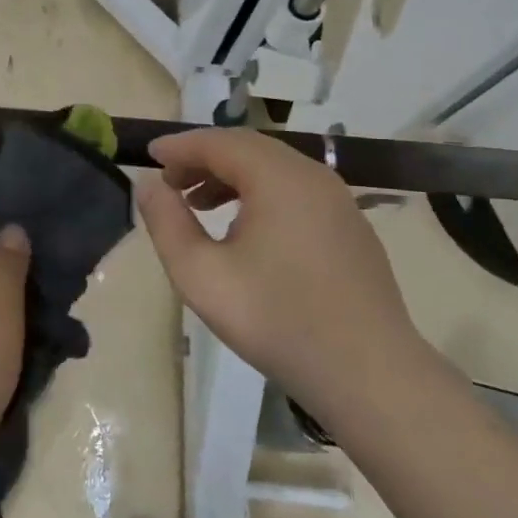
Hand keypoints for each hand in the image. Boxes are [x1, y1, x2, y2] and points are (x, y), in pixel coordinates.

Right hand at [135, 128, 427, 423]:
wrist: (370, 375)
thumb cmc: (277, 321)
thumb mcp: (202, 276)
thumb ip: (167, 223)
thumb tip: (149, 185)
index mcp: (278, 178)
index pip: (219, 142)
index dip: (180, 147)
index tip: (148, 156)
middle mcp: (312, 176)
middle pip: (247, 148)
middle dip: (203, 158)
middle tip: (170, 183)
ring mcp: (338, 200)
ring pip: (273, 168)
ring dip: (230, 176)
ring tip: (198, 205)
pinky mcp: (350, 226)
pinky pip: (295, 190)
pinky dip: (259, 192)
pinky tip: (244, 228)